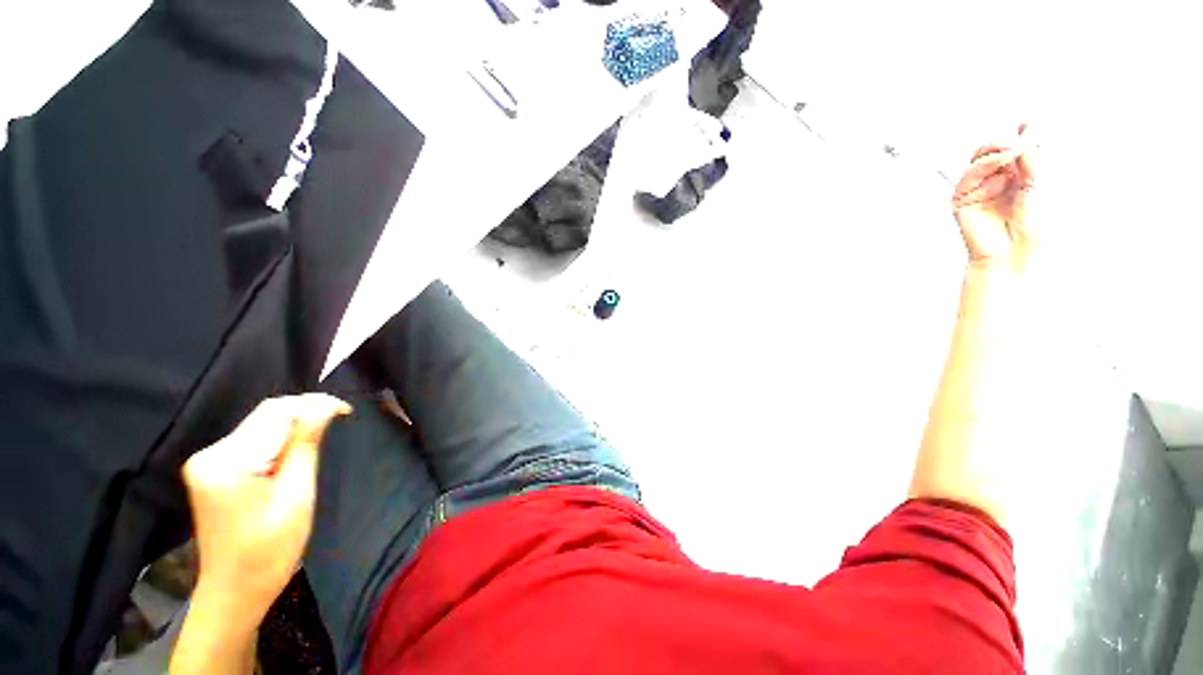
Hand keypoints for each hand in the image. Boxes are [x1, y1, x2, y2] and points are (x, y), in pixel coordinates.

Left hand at [182, 395, 349, 615]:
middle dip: (304, 414)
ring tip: (321, 439)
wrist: (235, 591)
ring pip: (261, 427)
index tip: (346, 410)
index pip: (275, 413)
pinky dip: (280, 441)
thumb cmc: (269, 551)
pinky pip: (254, 441)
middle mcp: (210, 454)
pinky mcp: (213, 470)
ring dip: (294, 428)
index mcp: (226, 463)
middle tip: (339, 419)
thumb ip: (306, 446)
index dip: (313, 405)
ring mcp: (208, 462)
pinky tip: (296, 453)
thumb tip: (324, 407)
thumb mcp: (296, 496)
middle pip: (265, 417)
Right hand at [952, 126, 1036, 271]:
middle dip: (1007, 140)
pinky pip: (970, 174)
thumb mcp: (1042, 186)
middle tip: (1021, 138)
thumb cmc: (1034, 229)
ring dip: (996, 149)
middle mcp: (999, 182)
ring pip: (980, 157)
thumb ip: (1032, 159)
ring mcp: (979, 190)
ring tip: (1012, 151)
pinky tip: (1001, 162)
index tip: (1029, 123)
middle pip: (995, 149)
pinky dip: (985, 164)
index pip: (1017, 149)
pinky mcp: (962, 200)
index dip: (1021, 134)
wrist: (1016, 255)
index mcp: (1020, 178)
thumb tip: (1024, 135)